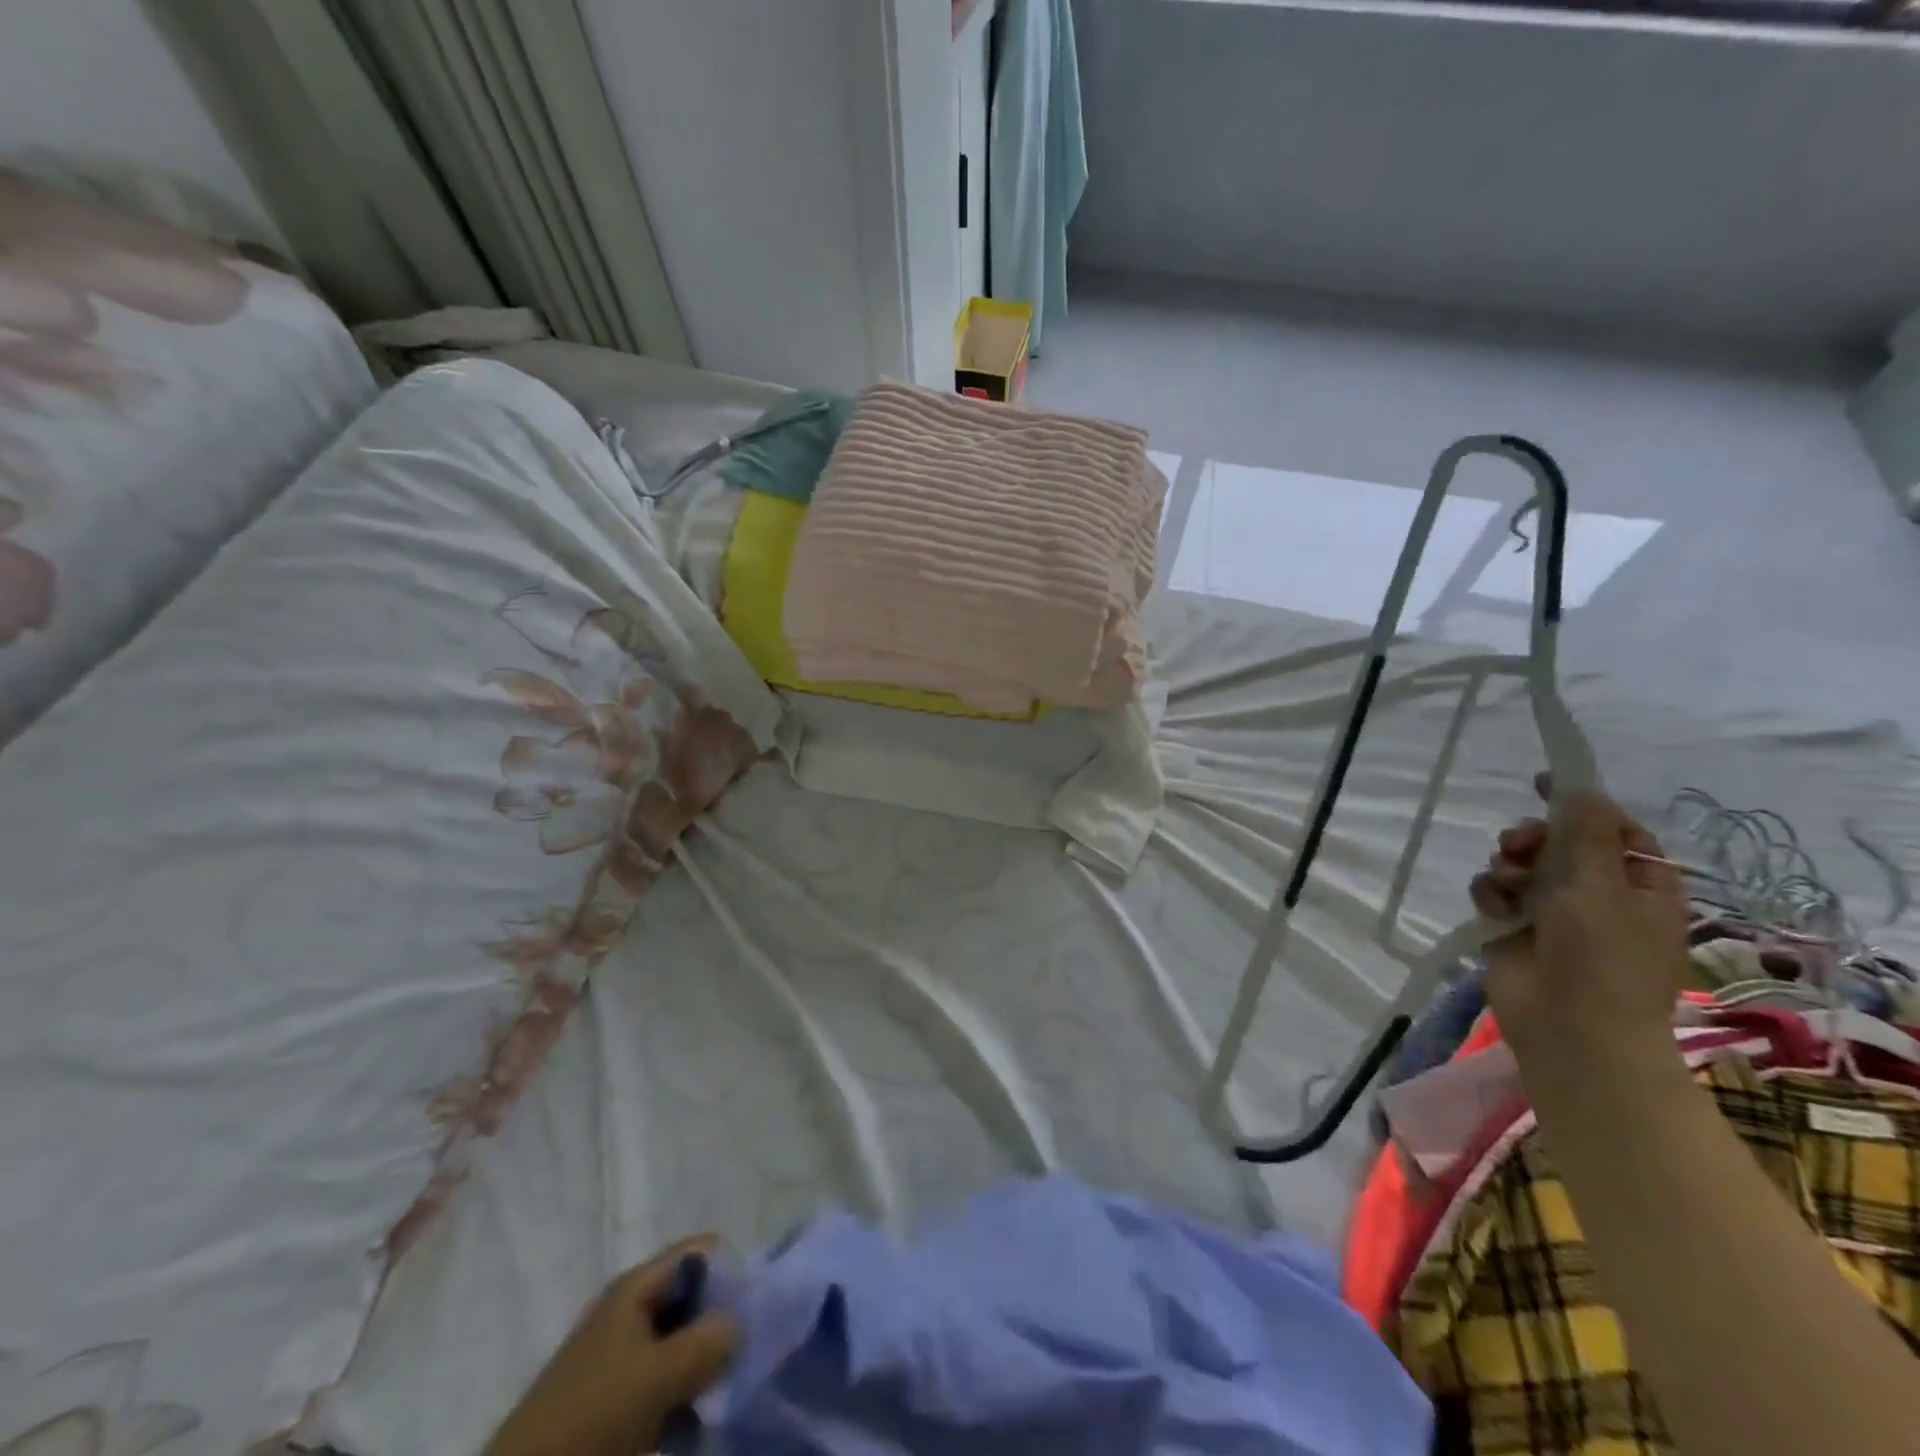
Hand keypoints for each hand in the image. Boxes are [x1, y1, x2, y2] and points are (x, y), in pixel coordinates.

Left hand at [485, 1238, 736, 1455]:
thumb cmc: (594, 1412)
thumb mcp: (659, 1375)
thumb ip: (709, 1340)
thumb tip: (740, 1321)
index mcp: (637, 1283)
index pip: (701, 1250)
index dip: (732, 1269)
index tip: (754, 1304)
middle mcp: (630, 1304)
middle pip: (693, 1294)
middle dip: (720, 1320)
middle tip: (742, 1351)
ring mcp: (619, 1348)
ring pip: (680, 1339)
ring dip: (702, 1361)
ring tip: (719, 1389)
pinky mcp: (613, 1389)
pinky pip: (662, 1374)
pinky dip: (681, 1389)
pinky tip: (693, 1416)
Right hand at [1470, 777, 1690, 1067]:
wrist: (1570, 1028)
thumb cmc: (1602, 956)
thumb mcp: (1599, 885)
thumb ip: (1585, 832)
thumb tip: (1580, 787)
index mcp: (1640, 886)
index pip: (1616, 830)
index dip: (1583, 806)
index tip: (1544, 784)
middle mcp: (1598, 895)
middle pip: (1560, 843)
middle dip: (1533, 837)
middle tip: (1517, 844)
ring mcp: (1554, 914)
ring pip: (1522, 865)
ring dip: (1509, 865)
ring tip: (1506, 881)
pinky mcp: (1515, 929)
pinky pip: (1496, 893)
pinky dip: (1492, 893)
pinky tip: (1494, 906)